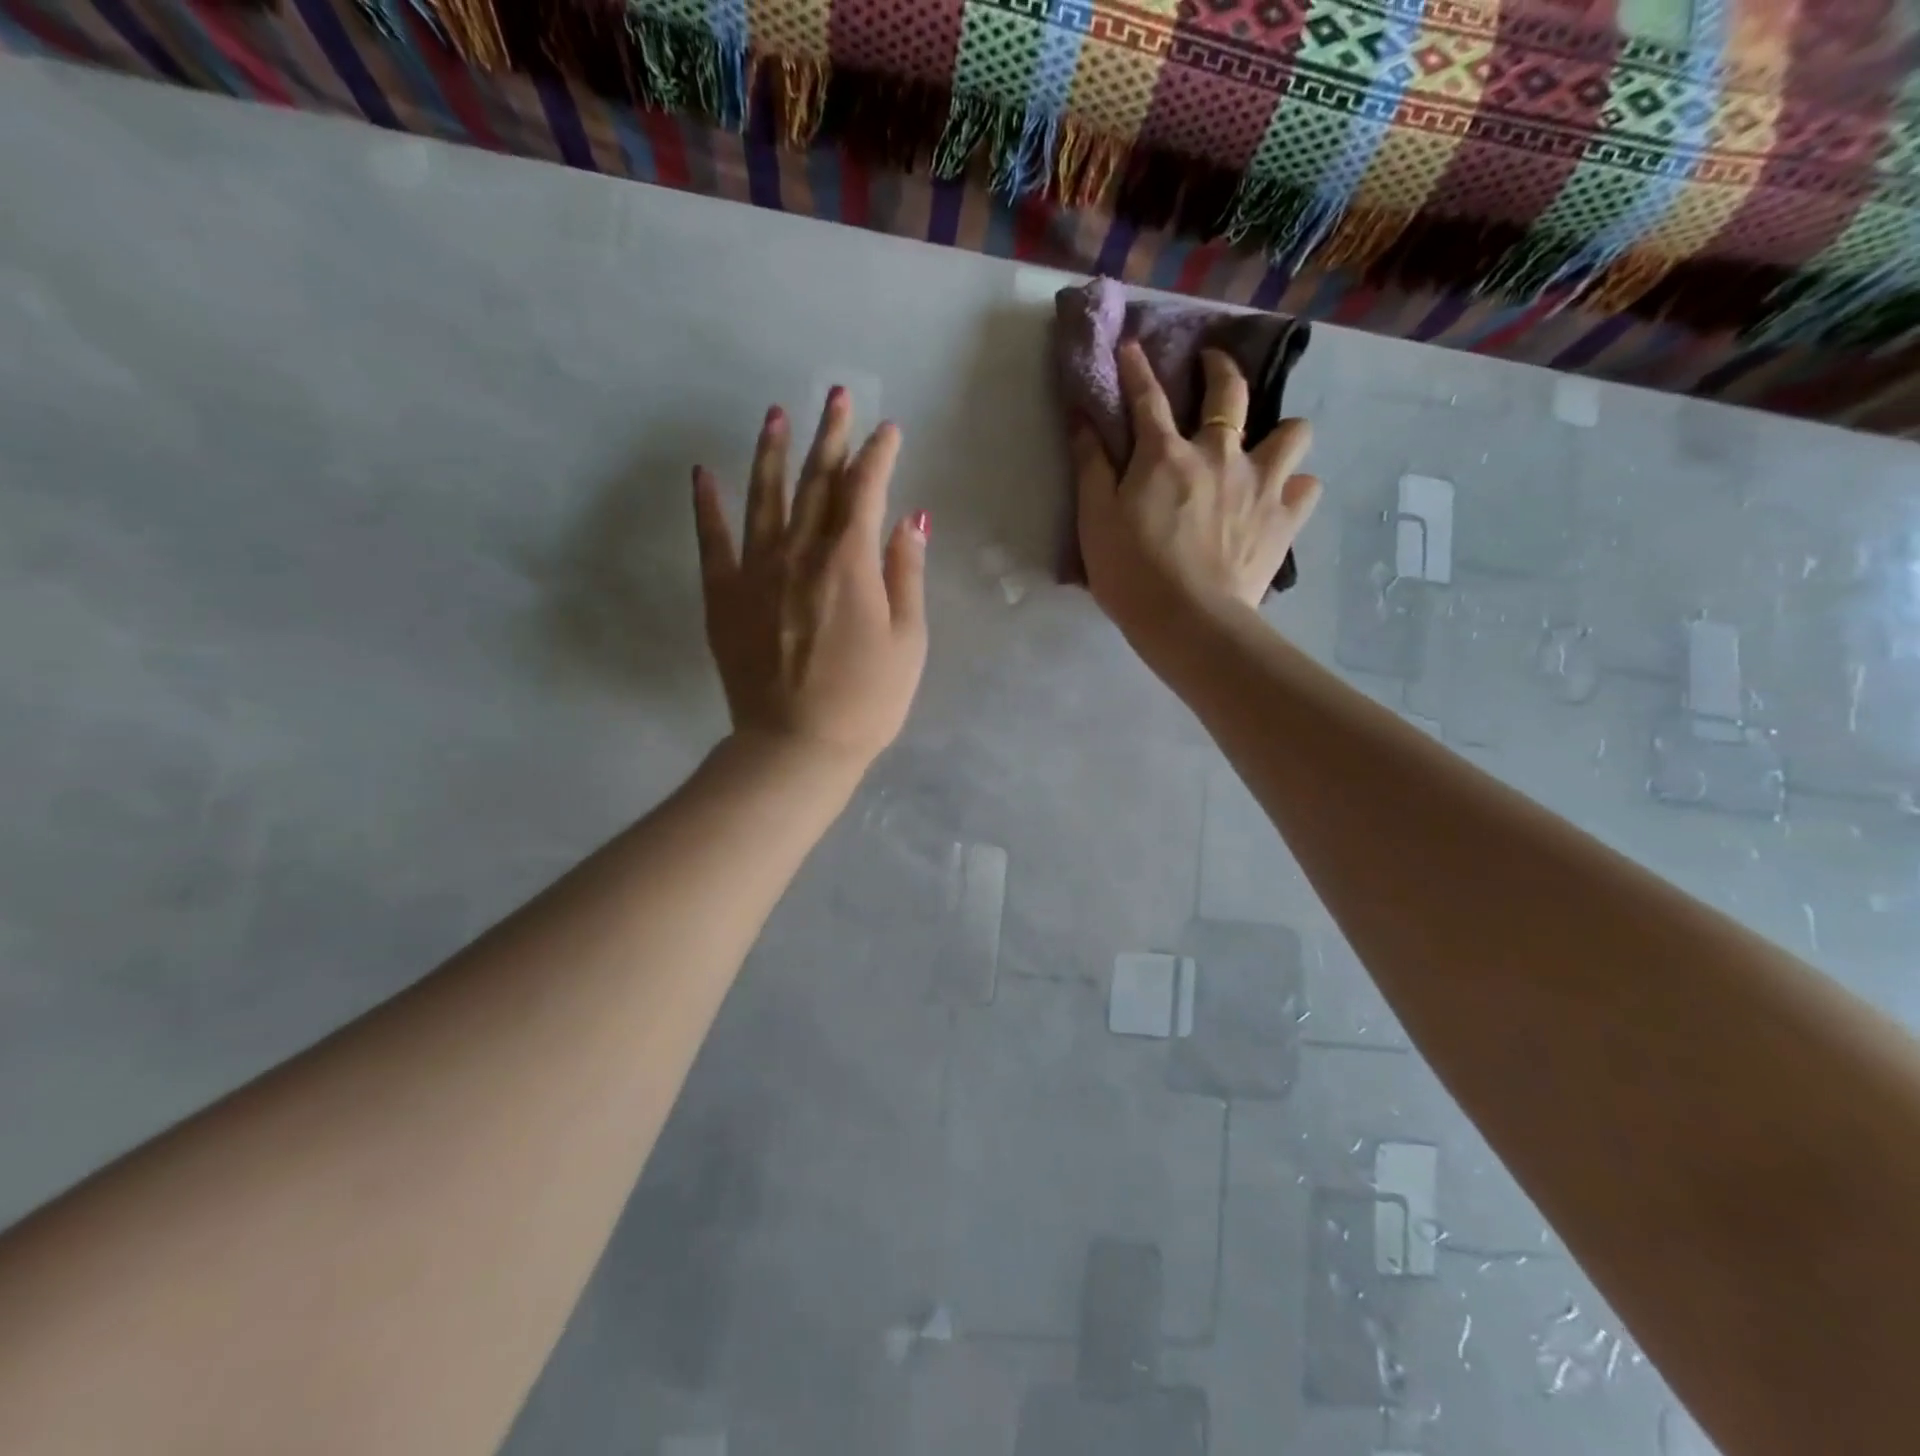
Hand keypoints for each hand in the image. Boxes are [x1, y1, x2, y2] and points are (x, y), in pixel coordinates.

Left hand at [692, 388, 928, 768]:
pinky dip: (707, 506)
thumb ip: (906, 575)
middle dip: (831, 435)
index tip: (889, 430)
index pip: (866, 491)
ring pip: (764, 497)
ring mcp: (755, 571)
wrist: (797, 746)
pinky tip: (703, 474)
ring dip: (771, 452)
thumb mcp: (908, 642)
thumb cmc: (866, 701)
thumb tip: (910, 520)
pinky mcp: (723, 597)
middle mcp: (800, 553)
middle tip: (838, 395)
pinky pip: (712, 540)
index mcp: (850, 563)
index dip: (879, 455)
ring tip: (775, 414)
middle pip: (817, 482)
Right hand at [1073, 341, 1320, 641]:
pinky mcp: (1284, 519)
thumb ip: (1090, 466)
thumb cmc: (1131, 573)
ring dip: (1279, 431)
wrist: (1189, 621)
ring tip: (1265, 447)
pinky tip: (1281, 498)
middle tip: (1213, 366)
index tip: (1131, 346)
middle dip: (1220, 368)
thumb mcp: (1094, 520)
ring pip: (1291, 432)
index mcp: (1166, 456)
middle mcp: (1219, 455)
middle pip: (1229, 393)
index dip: (1136, 368)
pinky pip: (1306, 487)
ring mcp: (1260, 484)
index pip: (1147, 398)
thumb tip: (1082, 419)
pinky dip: (1295, 487)